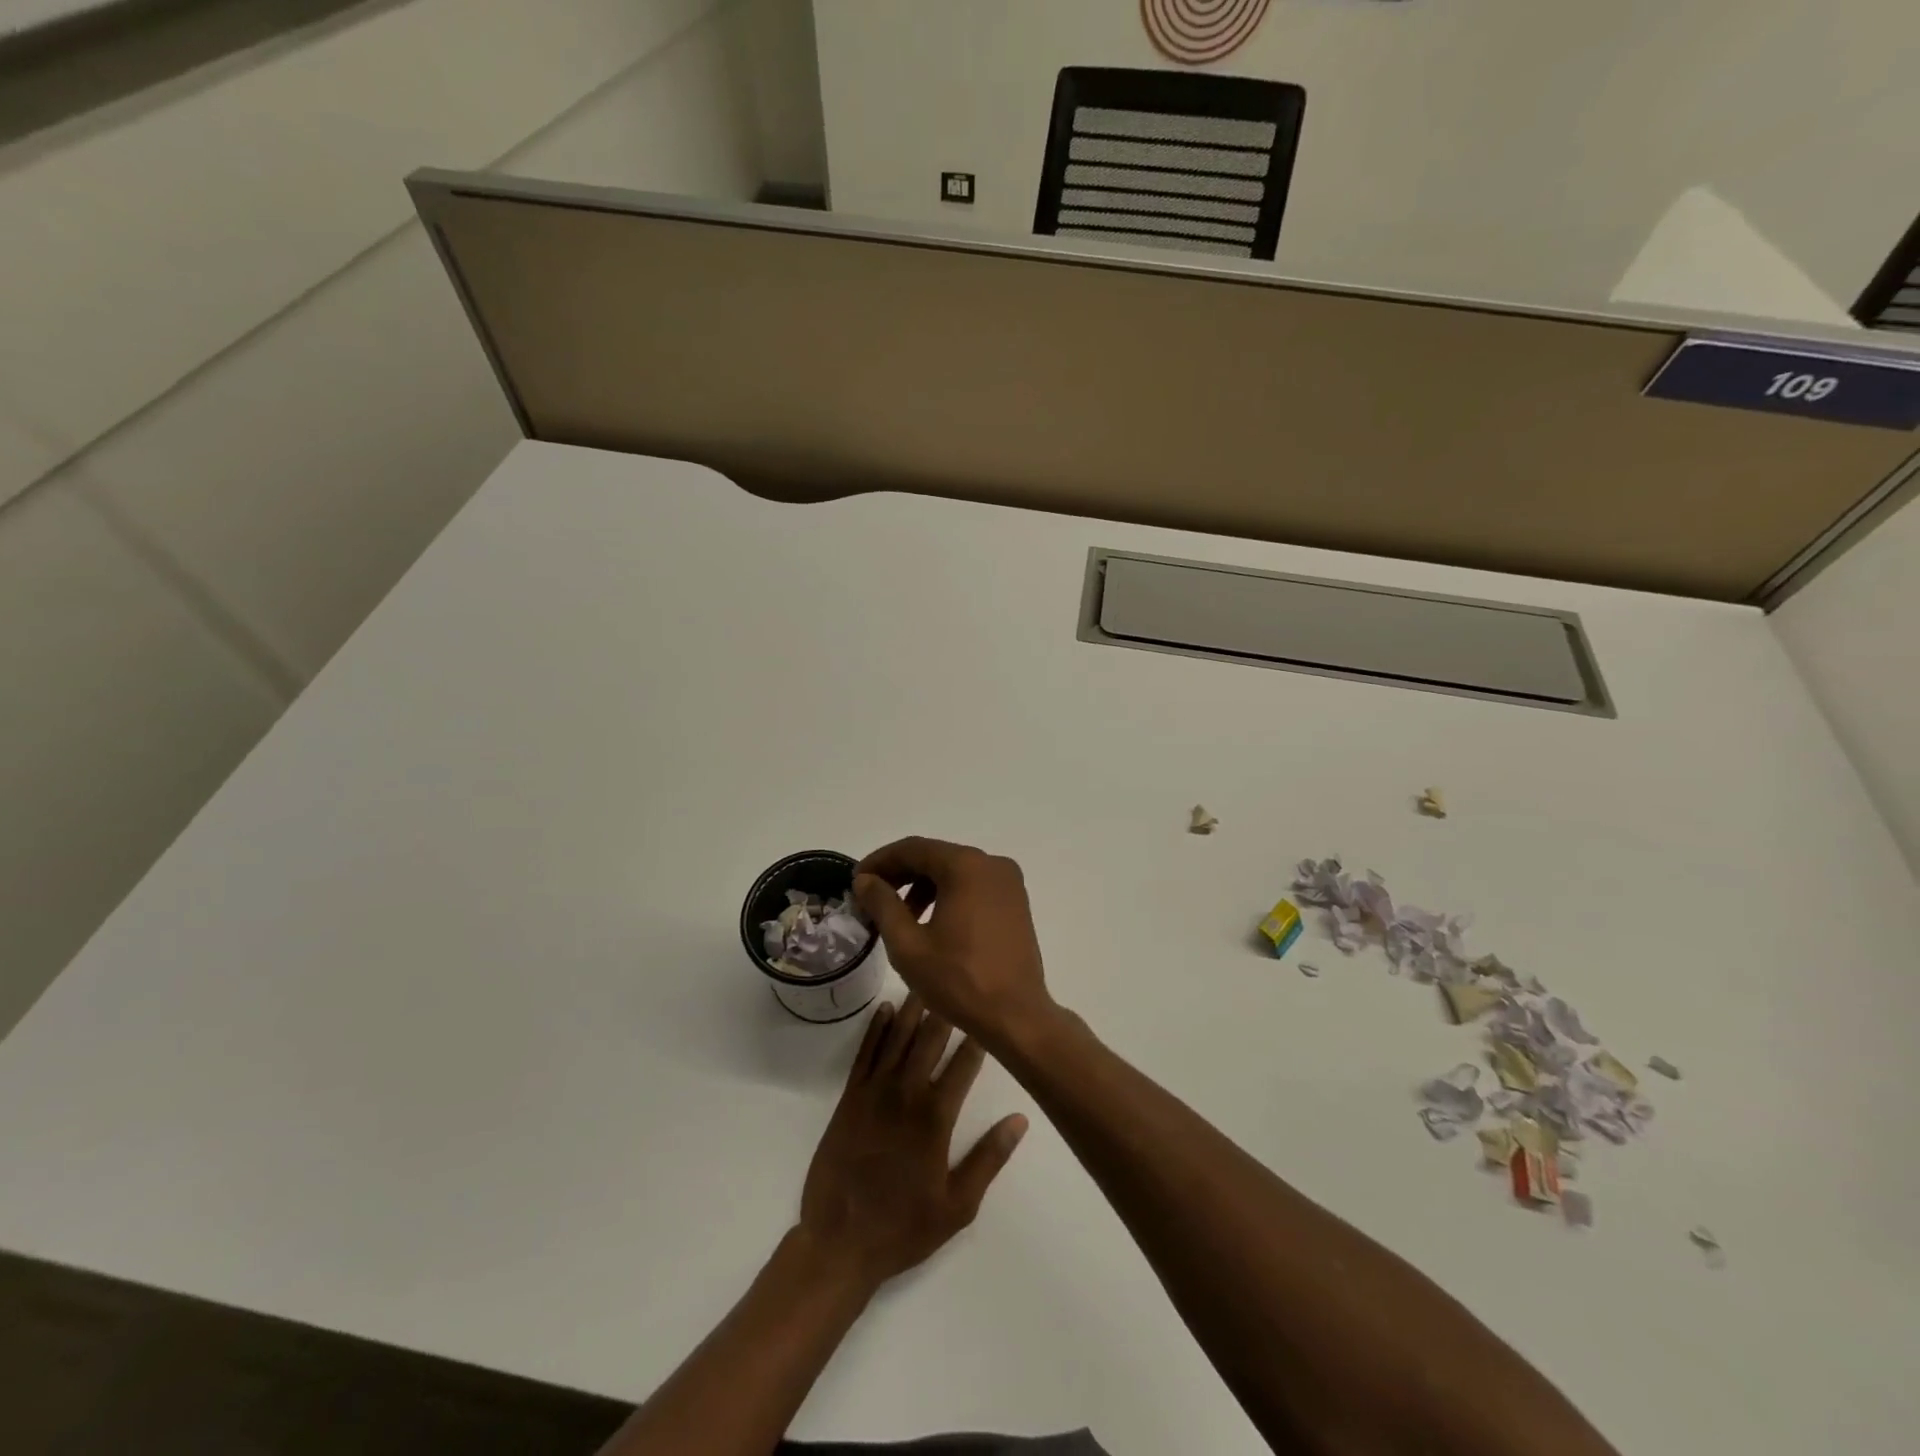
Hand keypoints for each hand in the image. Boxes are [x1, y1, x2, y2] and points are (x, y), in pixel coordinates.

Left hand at [798, 995, 1027, 1290]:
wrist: (839, 1243)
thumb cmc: (904, 1228)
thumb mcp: (958, 1205)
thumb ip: (989, 1158)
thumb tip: (1020, 1119)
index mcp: (935, 1118)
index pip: (963, 1065)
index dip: (977, 1037)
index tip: (989, 1012)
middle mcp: (905, 1095)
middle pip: (928, 1041)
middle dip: (944, 1010)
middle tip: (955, 980)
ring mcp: (873, 1093)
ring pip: (896, 1039)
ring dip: (911, 1009)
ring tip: (924, 982)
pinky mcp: (849, 1098)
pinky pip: (864, 1054)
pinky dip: (874, 1029)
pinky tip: (884, 1009)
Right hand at [853, 838, 1056, 1051]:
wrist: (1016, 1016)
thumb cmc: (959, 980)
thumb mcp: (908, 944)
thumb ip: (882, 904)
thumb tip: (865, 880)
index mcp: (966, 866)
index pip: (913, 849)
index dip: (880, 861)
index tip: (856, 880)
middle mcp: (991, 864)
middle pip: (935, 856)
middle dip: (900, 874)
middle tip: (871, 898)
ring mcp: (1008, 882)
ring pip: (954, 871)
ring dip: (923, 886)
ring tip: (898, 916)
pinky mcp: (1015, 901)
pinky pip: (973, 885)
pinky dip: (947, 894)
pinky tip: (930, 921)